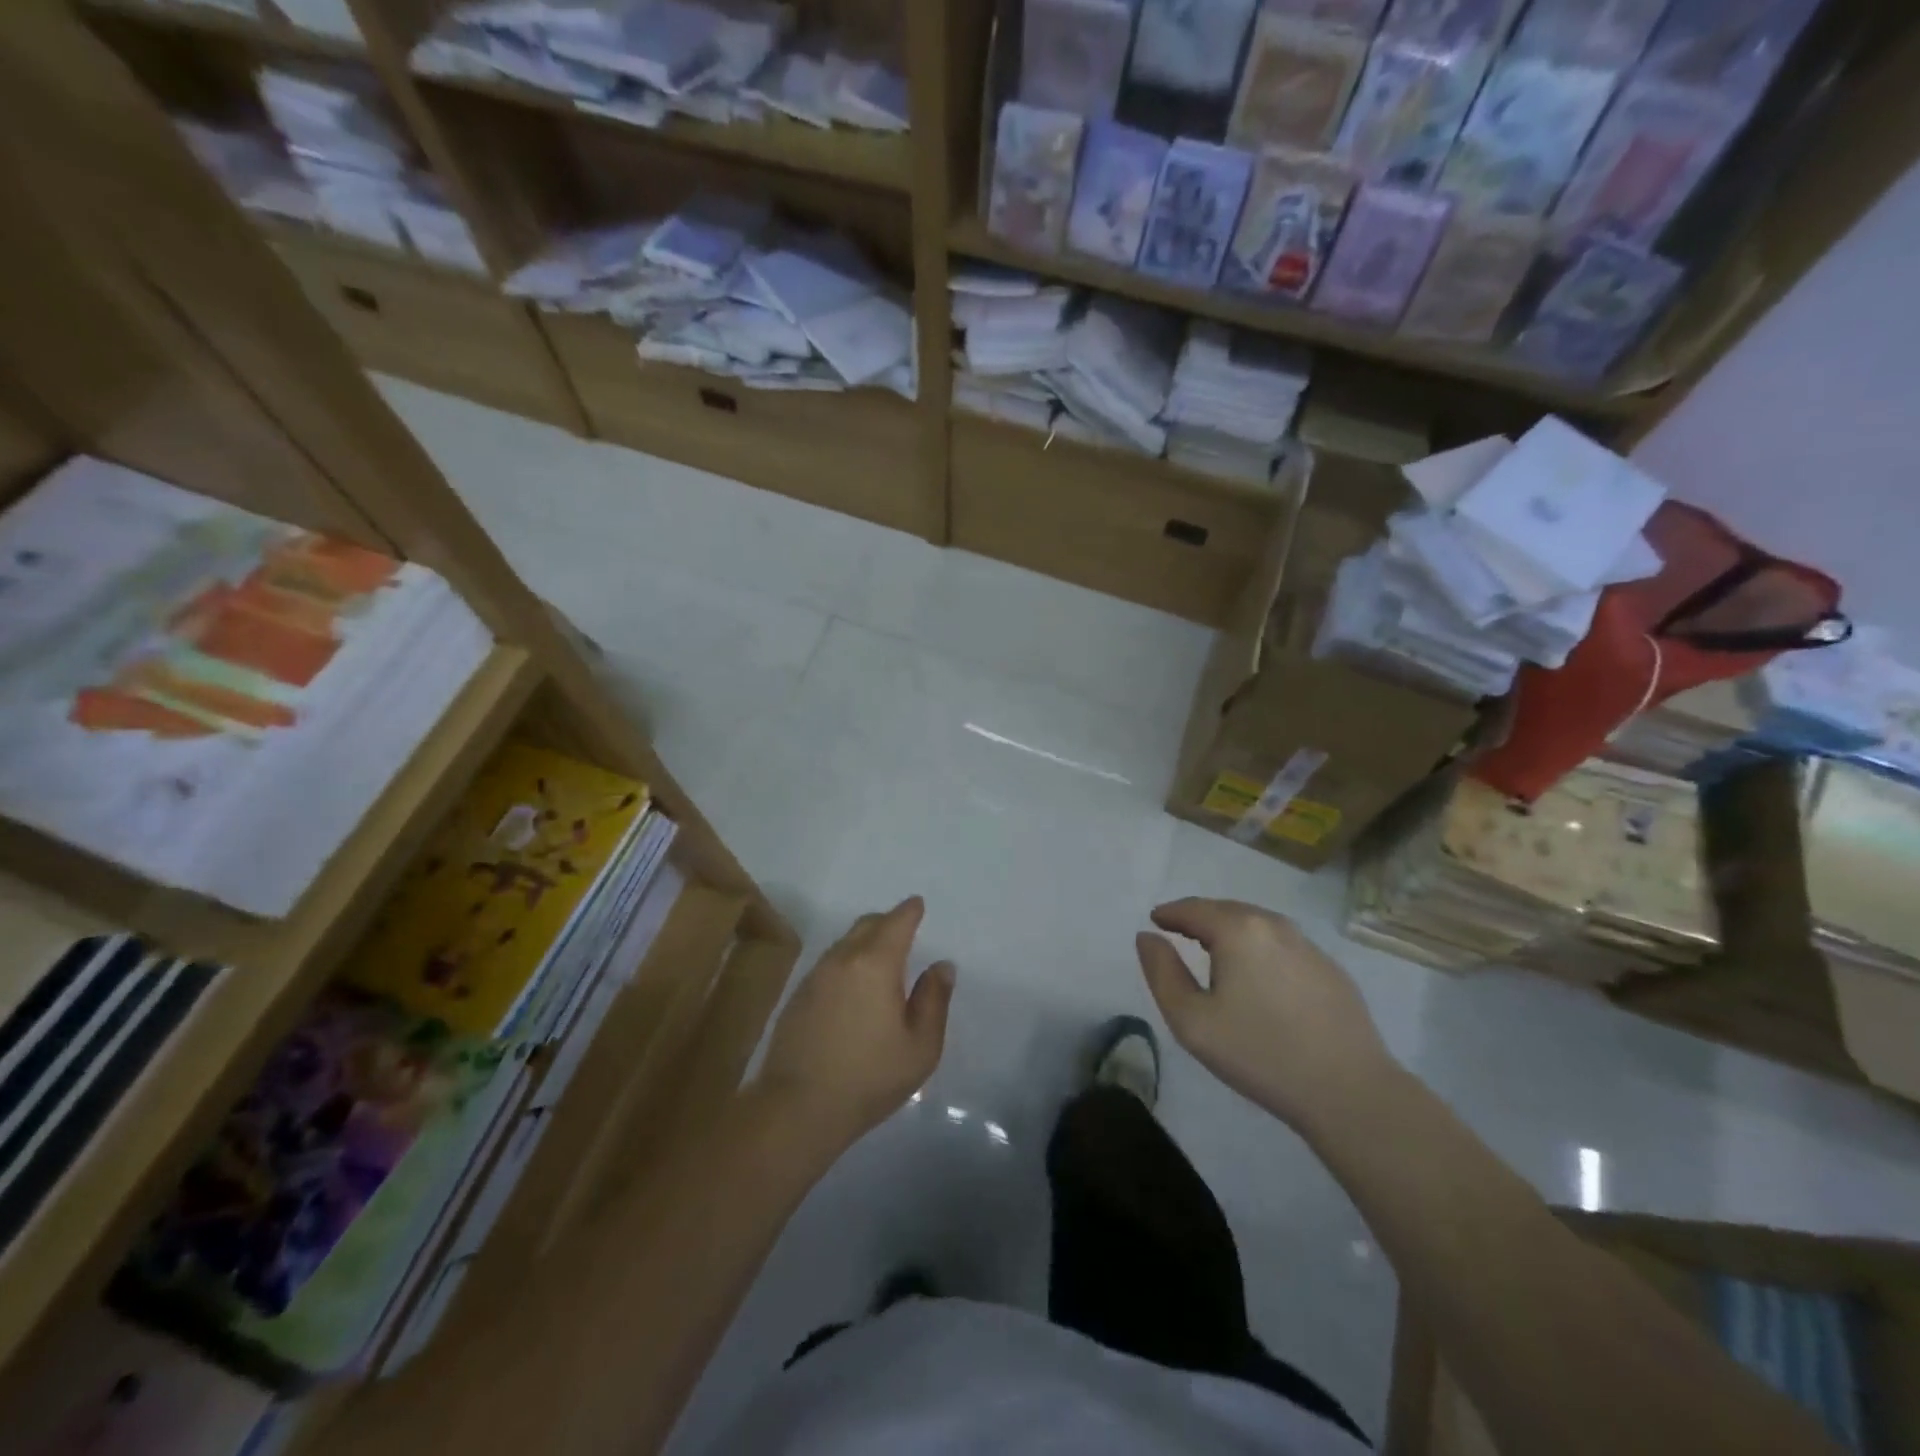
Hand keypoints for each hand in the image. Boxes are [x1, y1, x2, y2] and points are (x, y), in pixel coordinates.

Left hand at [756, 898, 954, 1151]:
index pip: (896, 921)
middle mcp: (842, 959)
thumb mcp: (920, 1046)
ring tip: (880, 963)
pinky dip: (846, 963)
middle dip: (887, 922)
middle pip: (867, 924)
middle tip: (903, 933)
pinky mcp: (797, 996)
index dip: (910, 911)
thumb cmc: (869, 1077)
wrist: (798, 1108)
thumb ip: (934, 1000)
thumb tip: (941, 966)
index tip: (918, 905)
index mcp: (876, 963)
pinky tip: (852, 990)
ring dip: (864, 942)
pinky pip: (828, 964)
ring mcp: (815, 976)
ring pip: (845, 943)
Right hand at [1136, 898, 1394, 1131]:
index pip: (1193, 908)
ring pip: (1258, 926)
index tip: (1155, 921)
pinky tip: (1258, 977)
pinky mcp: (1331, 970)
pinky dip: (1260, 949)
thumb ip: (1161, 972)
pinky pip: (1283, 946)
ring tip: (1215, 951)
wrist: (1350, 1092)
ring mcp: (1308, 946)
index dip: (1170, 913)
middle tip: (1180, 933)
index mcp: (1238, 930)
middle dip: (1200, 918)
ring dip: (1231, 931)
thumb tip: (1147, 937)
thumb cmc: (1260, 1054)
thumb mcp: (1191, 1020)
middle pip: (1227, 910)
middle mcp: (1274, 926)